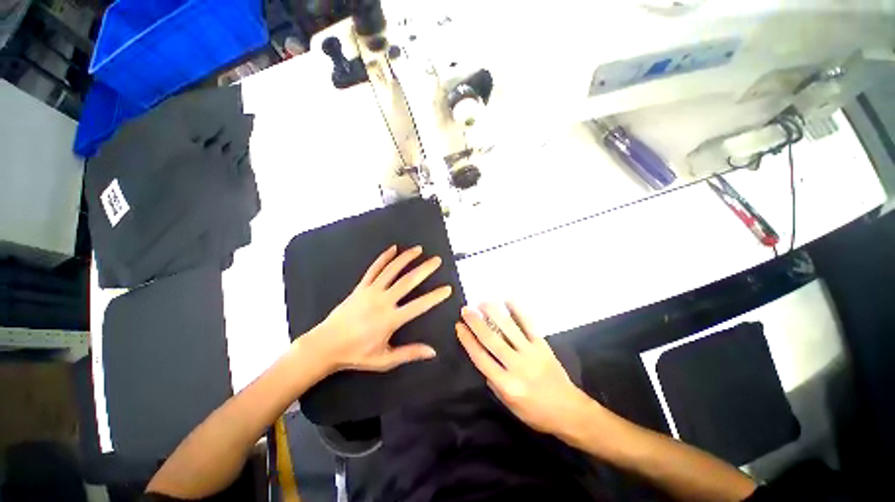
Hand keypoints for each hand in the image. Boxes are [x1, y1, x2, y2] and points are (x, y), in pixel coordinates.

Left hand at [309, 245, 451, 372]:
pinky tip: (393, 248)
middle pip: (408, 281)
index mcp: (390, 320)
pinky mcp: (360, 287)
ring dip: (406, 258)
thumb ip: (409, 353)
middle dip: (424, 269)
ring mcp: (371, 291)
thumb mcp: (384, 360)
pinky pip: (373, 269)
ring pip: (392, 270)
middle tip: (437, 260)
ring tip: (419, 249)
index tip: (447, 288)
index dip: (435, 296)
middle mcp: (383, 301)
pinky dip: (384, 257)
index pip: (419, 305)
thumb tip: (433, 351)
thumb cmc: (356, 354)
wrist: (325, 345)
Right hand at [456, 303, 592, 436]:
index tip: (459, 326)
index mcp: (506, 384)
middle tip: (466, 310)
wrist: (569, 411)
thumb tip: (482, 356)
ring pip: (509, 329)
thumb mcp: (509, 405)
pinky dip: (518, 311)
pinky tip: (508, 300)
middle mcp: (517, 366)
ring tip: (482, 302)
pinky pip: (528, 325)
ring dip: (494, 313)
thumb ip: (494, 381)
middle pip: (492, 340)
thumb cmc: (535, 412)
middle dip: (476, 323)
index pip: (480, 358)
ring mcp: (531, 353)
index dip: (468, 340)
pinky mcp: (542, 345)